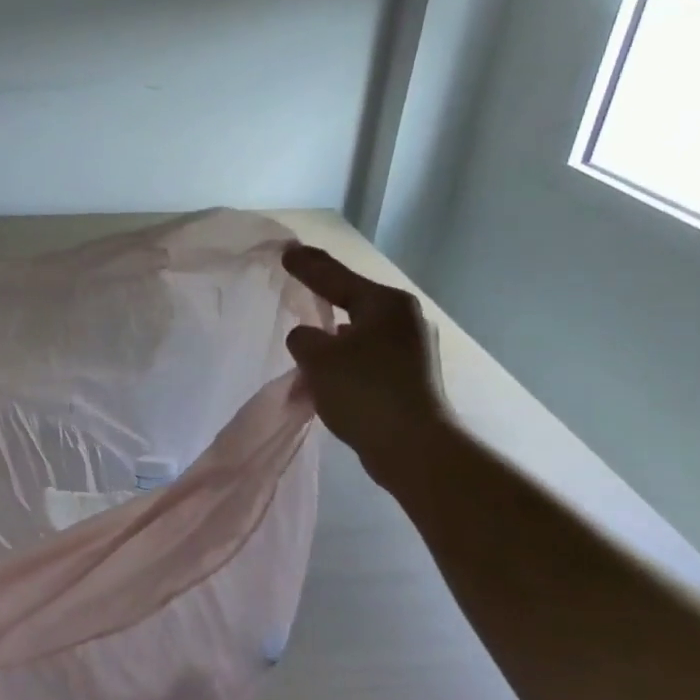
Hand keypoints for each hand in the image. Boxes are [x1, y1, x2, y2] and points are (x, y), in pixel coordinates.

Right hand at [281, 243, 451, 479]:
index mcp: (385, 304)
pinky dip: (347, 363)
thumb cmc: (364, 391)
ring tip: (309, 344)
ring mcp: (414, 349)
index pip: (336, 277)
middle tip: (298, 290)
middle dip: (325, 301)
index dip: (307, 266)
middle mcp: (405, 319)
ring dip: (335, 339)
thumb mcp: (318, 358)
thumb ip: (303, 338)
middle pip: (354, 302)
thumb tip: (310, 338)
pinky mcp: (413, 378)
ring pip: (361, 334)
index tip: (286, 252)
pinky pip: (369, 359)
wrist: (414, 447)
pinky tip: (330, 376)